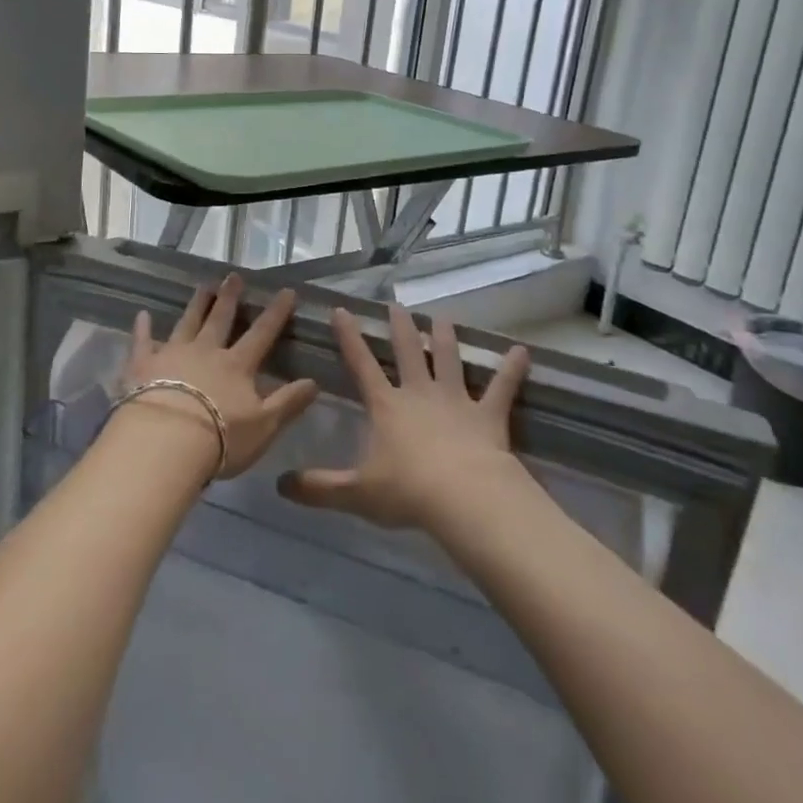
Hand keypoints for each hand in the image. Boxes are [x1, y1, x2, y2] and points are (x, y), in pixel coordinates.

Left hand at [119, 273, 319, 479]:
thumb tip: (315, 381)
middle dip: (230, 297)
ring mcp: (172, 354)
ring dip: (196, 304)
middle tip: (233, 276)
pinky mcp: (142, 365)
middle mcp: (206, 351)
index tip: (286, 291)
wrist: (164, 442)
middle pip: (220, 319)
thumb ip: (289, 402)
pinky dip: (142, 328)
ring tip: (203, 286)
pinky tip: (142, 315)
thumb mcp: (264, 426)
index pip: (262, 333)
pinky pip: (142, 341)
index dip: (276, 312)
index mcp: (237, 365)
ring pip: (187, 322)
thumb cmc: (220, 439)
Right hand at [277, 304, 529, 529]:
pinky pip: (501, 388)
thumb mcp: (356, 492)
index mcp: (387, 406)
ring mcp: (456, 400)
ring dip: (445, 338)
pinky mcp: (488, 414)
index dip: (350, 337)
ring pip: (448, 360)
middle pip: (407, 352)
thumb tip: (280, 486)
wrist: (463, 497)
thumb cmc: (407, 492)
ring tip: (442, 317)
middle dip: (400, 327)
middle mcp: (419, 394)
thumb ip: (319, 488)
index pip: (362, 365)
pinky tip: (523, 352)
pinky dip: (512, 370)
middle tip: (397, 304)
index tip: (341, 310)